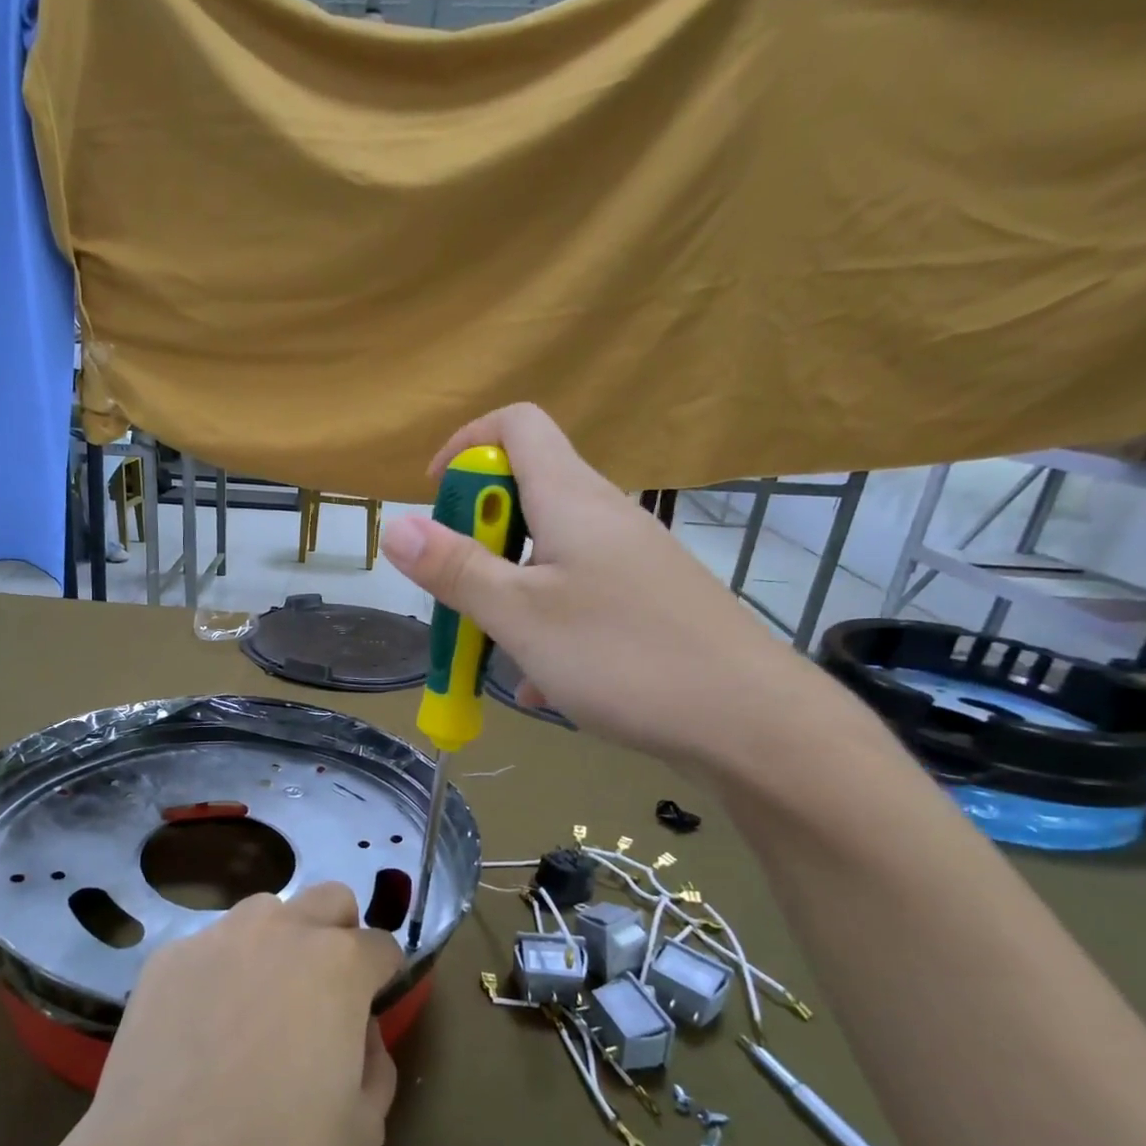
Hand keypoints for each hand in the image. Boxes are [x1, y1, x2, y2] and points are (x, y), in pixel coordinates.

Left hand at [78, 882, 404, 1145]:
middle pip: (330, 899)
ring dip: (278, 943)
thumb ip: (377, 1062)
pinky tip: (201, 1027)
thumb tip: (360, 1029)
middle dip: (340, 934)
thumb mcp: (364, 1130)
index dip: (383, 978)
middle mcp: (282, 929)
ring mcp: (219, 936)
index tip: (370, 1010)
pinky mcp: (168, 956)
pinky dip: (220, 971)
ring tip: (256, 1006)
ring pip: (266, 912)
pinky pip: (210, 946)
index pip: (382, 946)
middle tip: (322, 993)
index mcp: (339, 963)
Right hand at [381, 403, 821, 767]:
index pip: (517, 425)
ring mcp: (632, 561)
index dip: (465, 446)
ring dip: (507, 593)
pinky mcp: (649, 603)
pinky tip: (543, 685)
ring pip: (548, 557)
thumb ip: (455, 568)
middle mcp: (605, 516)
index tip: (434, 500)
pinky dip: (546, 626)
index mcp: (572, 499)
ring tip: (494, 653)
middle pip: (527, 495)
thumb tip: (395, 525)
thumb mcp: (519, 615)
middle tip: (459, 594)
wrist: (750, 720)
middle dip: (477, 539)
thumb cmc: (622, 656)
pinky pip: (579, 597)